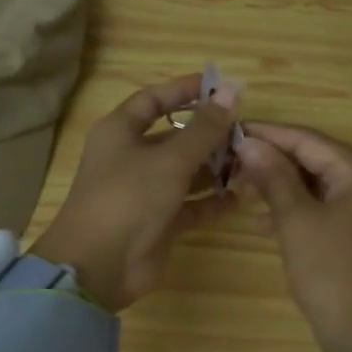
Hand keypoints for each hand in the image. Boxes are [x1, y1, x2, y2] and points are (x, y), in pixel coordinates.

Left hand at [30, 75, 238, 311]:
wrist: (99, 265)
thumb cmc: (129, 198)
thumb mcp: (169, 160)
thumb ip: (204, 128)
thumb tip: (231, 92)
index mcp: (121, 132)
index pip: (154, 100)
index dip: (185, 90)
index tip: (221, 86)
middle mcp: (131, 158)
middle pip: (175, 137)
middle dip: (210, 135)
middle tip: (248, 133)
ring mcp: (145, 192)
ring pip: (186, 172)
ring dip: (216, 169)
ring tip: (253, 164)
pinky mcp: (159, 223)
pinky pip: (191, 206)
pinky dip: (213, 201)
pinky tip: (242, 197)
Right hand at [233, 122, 351, 351]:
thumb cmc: (331, 271)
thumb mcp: (296, 220)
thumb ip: (273, 177)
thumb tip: (248, 142)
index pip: (308, 140)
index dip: (268, 134)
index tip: (230, 131)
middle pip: (314, 159)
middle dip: (272, 161)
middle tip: (229, 164)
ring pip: (315, 185)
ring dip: (279, 186)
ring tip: (239, 190)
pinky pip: (321, 208)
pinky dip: (294, 210)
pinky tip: (262, 223)